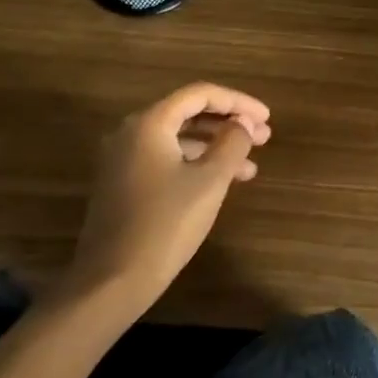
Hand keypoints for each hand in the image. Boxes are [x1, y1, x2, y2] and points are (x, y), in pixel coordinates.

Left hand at [61, 82, 271, 318]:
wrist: (111, 282)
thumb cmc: (165, 225)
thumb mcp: (209, 182)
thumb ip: (232, 144)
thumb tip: (243, 123)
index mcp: (149, 123)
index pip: (199, 94)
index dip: (237, 102)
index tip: (267, 117)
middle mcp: (131, 132)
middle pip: (187, 114)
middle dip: (228, 123)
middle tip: (263, 137)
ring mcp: (123, 159)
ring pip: (178, 140)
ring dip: (215, 147)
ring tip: (250, 166)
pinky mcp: (122, 184)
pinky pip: (165, 159)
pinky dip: (195, 164)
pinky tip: (220, 183)